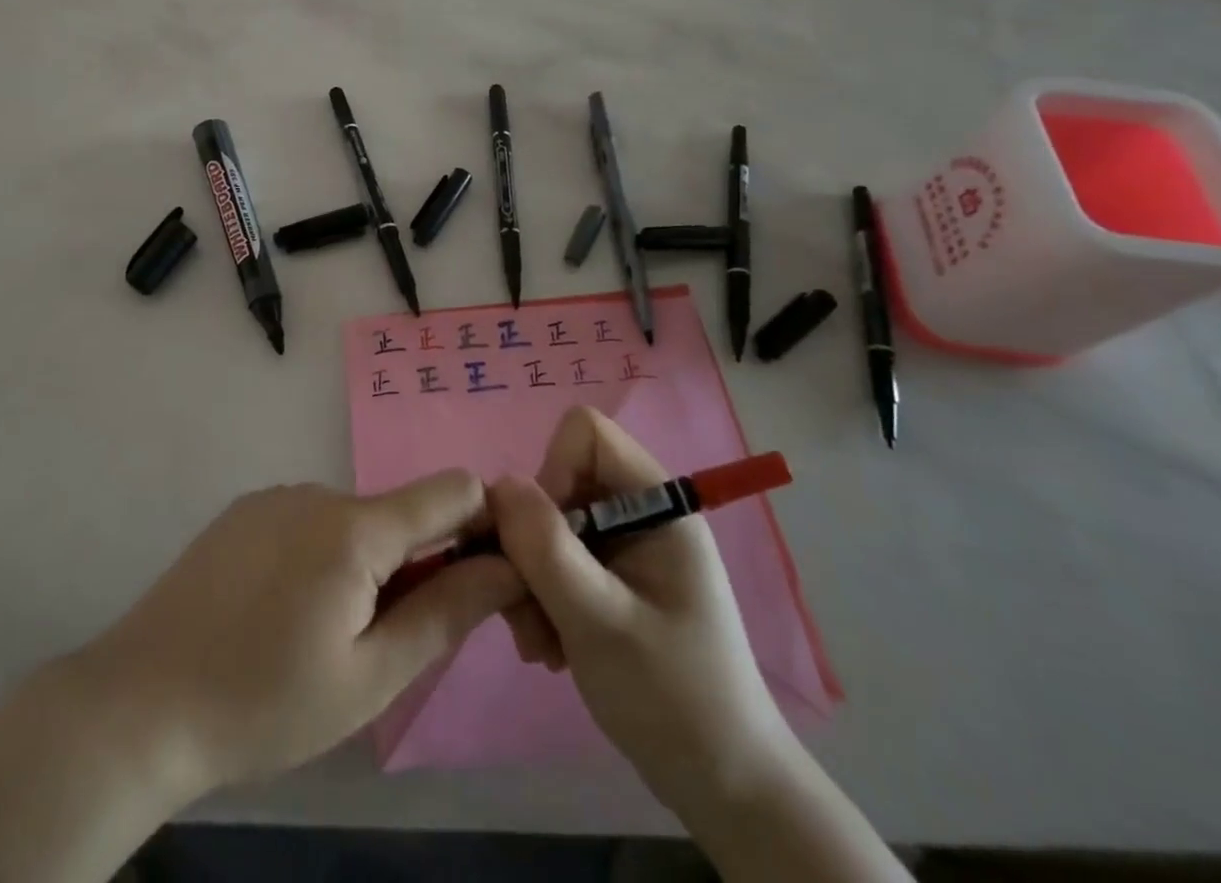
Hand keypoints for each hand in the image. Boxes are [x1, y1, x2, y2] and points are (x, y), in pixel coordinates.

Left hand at [79, 473, 523, 798]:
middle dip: (415, 563)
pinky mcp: (244, 510)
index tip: (476, 581)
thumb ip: (446, 612)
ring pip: (353, 520)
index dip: (481, 526)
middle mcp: (318, 491)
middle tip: (384, 643)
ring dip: (363, 564)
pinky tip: (281, 612)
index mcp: (355, 527)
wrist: (141, 702)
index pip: (452, 489)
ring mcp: (276, 496)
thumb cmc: (265, 703)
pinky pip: (308, 521)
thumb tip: (507, 565)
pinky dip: (320, 556)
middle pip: (399, 512)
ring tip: (321, 635)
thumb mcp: (370, 678)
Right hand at [489, 407, 795, 822]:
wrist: (723, 787)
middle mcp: (638, 512)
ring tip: (540, 641)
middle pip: (558, 481)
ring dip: (530, 578)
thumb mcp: (601, 621)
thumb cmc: (673, 698)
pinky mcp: (609, 577)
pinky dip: (540, 596)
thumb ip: (547, 548)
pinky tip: (551, 647)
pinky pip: (554, 558)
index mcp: (657, 503)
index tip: (545, 539)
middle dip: (532, 543)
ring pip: (547, 523)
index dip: (553, 471)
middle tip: (526, 607)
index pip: (585, 433)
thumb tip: (498, 484)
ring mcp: (623, 546)